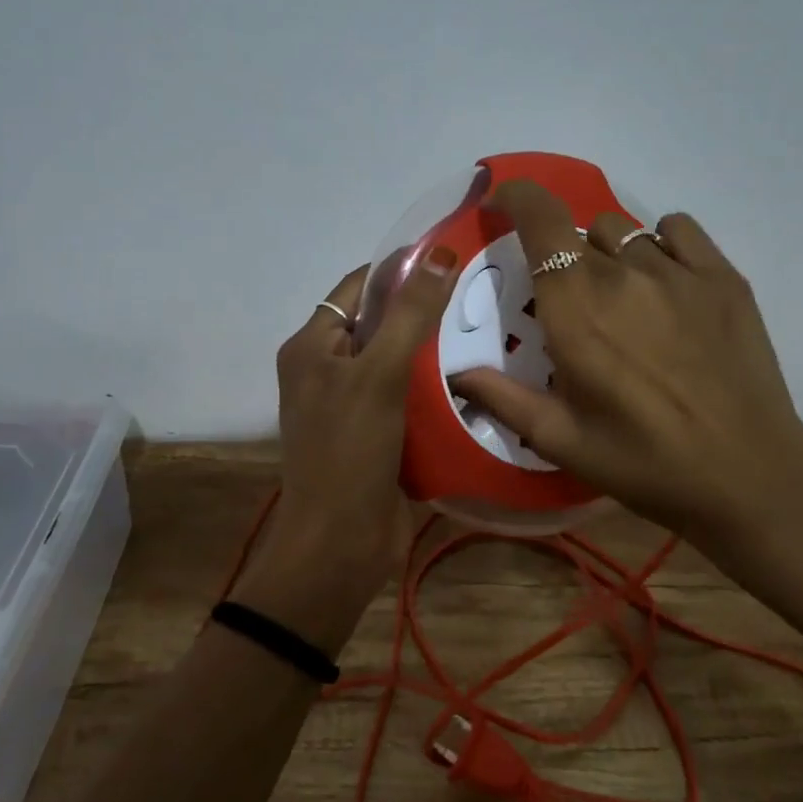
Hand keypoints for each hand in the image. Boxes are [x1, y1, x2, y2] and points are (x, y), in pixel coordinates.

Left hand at [231, 252, 460, 651]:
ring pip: (399, 360)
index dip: (401, 267)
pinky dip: (437, 385)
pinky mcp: (378, 434)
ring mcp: (353, 404)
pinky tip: (480, 374)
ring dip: (436, 348)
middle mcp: (328, 368)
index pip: (358, 286)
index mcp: (312, 345)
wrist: (339, 548)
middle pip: (380, 322)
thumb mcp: (378, 375)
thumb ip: (409, 314)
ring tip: (490, 325)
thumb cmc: (349, 452)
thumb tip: (441, 253)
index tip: (454, 254)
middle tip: (483, 290)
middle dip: (425, 308)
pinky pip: (410, 396)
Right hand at [450, 180, 802, 550]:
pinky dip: (659, 244)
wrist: (749, 477)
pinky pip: (677, 229)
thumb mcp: (560, 439)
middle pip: (578, 230)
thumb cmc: (643, 462)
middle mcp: (623, 275)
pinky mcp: (723, 278)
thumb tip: (456, 372)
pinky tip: (663, 283)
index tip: (500, 204)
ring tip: (620, 299)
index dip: (515, 197)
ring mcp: (678, 272)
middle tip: (570, 303)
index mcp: (576, 308)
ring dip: (607, 254)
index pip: (540, 219)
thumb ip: (500, 398)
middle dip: (560, 255)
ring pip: (624, 231)